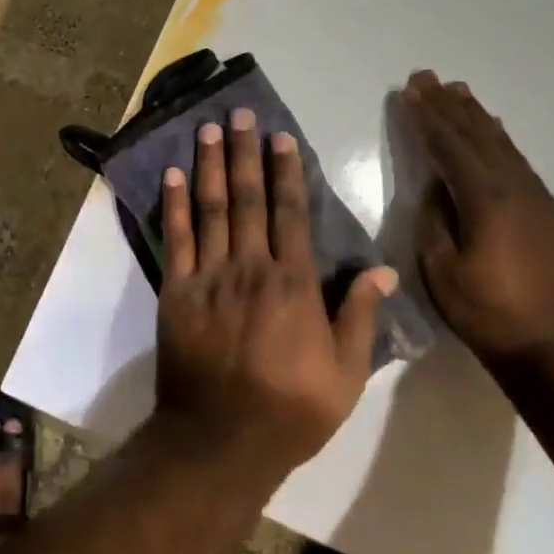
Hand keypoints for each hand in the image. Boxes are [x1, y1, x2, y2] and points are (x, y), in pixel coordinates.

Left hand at [154, 107, 396, 482]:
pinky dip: (173, 205)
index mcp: (294, 282)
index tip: (279, 136)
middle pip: (248, 198)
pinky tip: (171, 175)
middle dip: (244, 152)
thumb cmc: (291, 409)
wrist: (221, 439)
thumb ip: (361, 316)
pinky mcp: (176, 291)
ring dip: (209, 165)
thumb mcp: (346, 373)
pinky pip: (176, 239)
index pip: (290, 212)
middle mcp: (251, 266)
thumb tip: (383, 270)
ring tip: (207, 129)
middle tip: (238, 114)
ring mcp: (210, 276)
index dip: (286, 170)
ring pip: (211, 208)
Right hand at [402, 72, 553, 367]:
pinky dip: (501, 141)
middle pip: (478, 137)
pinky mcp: (552, 215)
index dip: (428, 118)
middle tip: (429, 77)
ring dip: (478, 117)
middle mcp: (517, 189)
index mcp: (487, 200)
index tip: (411, 91)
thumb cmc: (488, 313)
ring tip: (459, 92)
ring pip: (503, 146)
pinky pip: (520, 164)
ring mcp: (539, 200)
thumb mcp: (442, 270)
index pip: (450, 147)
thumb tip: (436, 189)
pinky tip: (495, 133)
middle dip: (450, 106)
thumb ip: (435, 221)